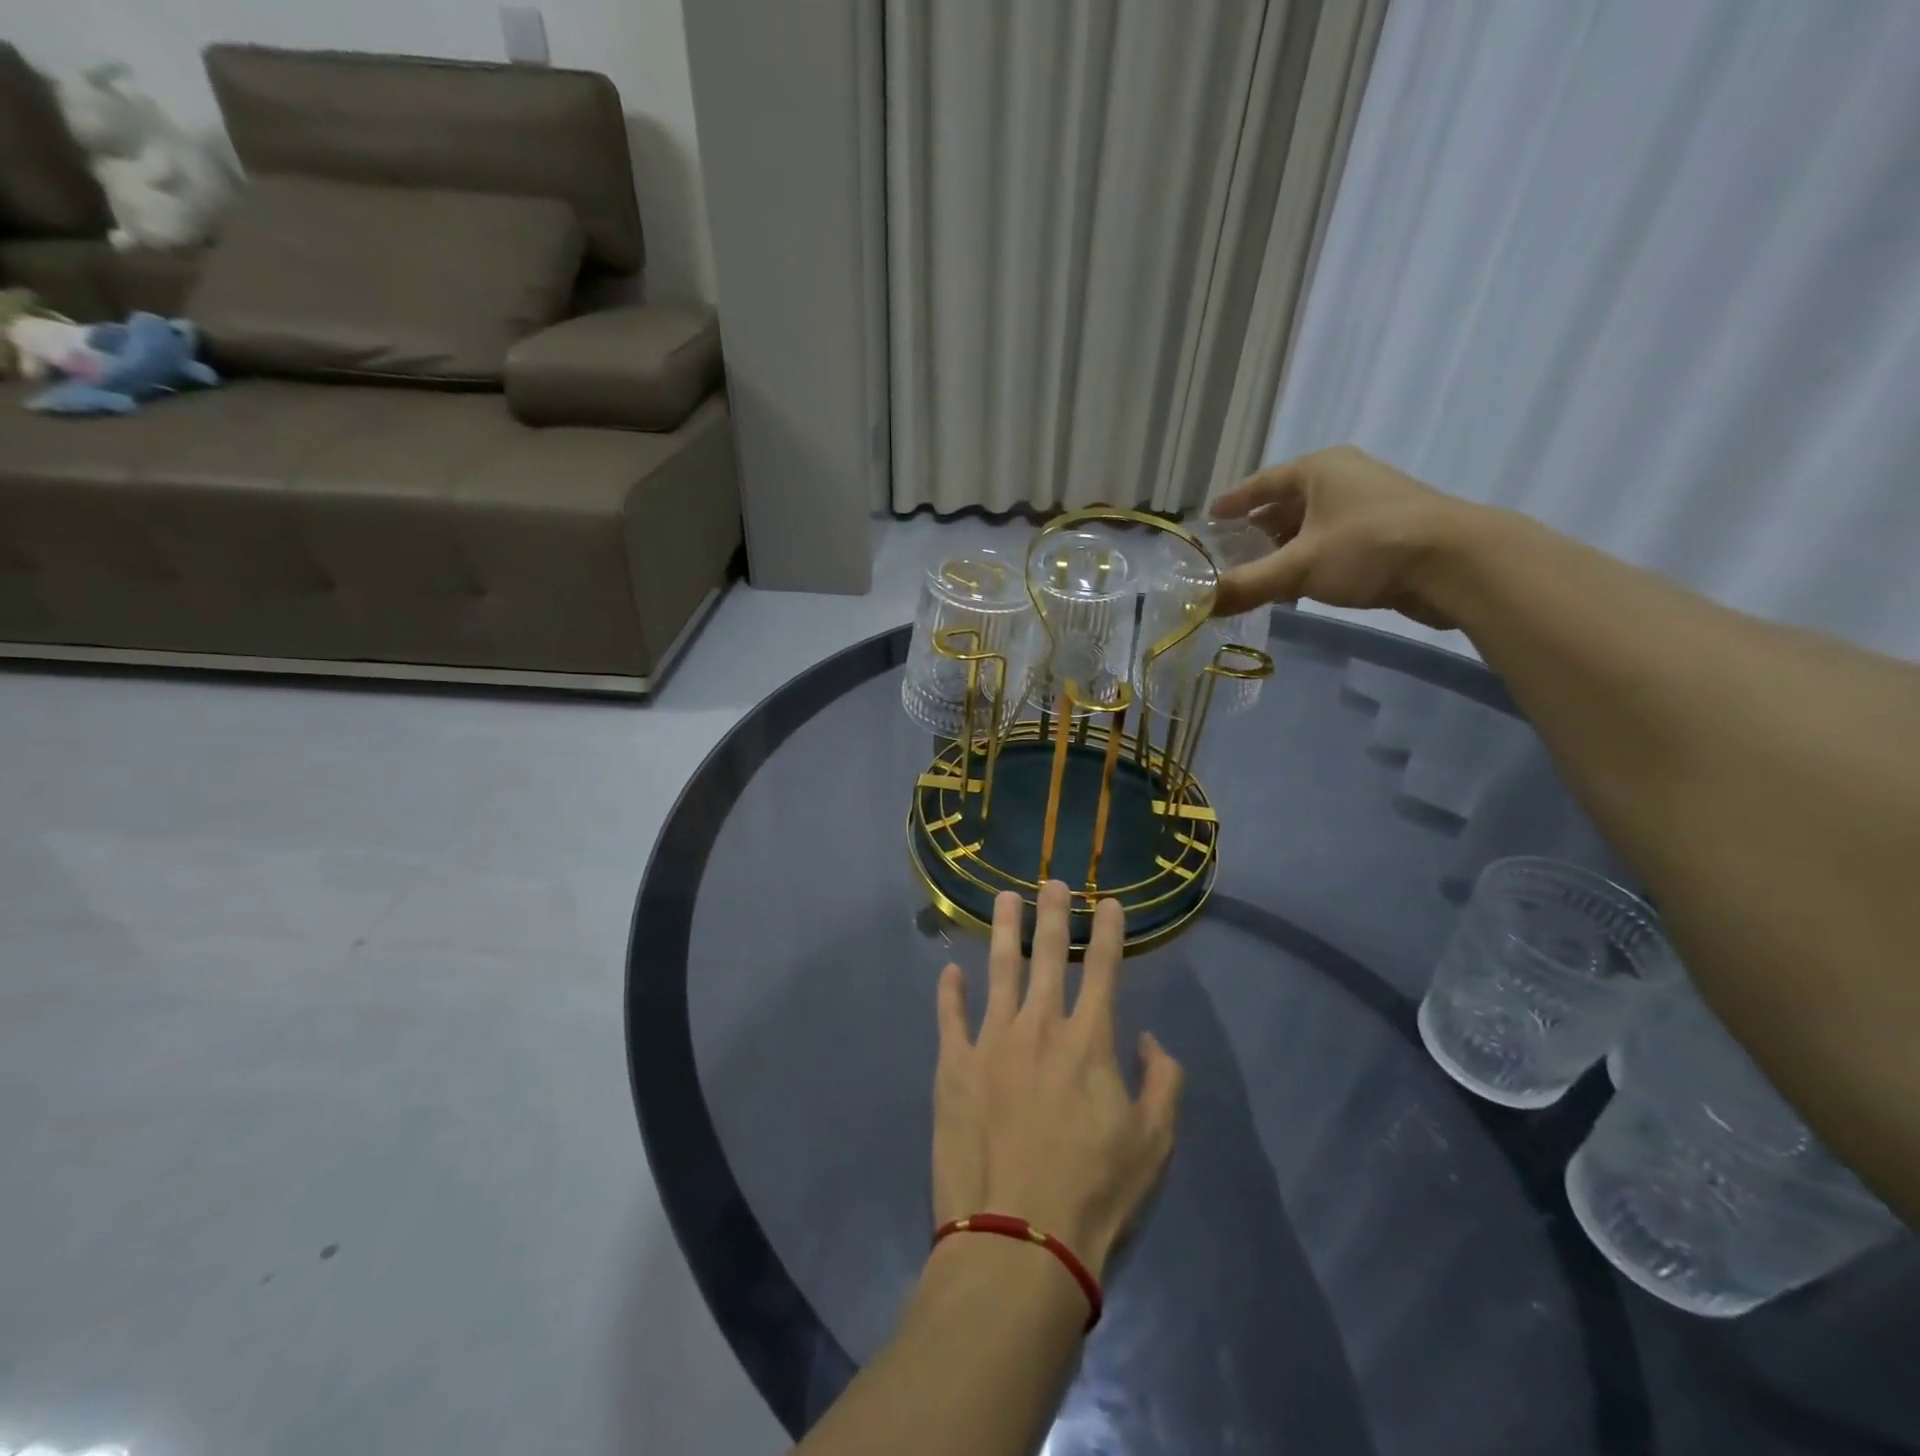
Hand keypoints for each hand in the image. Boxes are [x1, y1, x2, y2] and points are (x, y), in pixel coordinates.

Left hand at [933, 883, 1182, 1279]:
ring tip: (1004, 899)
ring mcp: (990, 1042)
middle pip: (1047, 955)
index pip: (1103, 969)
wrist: (1018, 1239)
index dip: (1108, 931)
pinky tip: (949, 972)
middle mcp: (1038, 1026)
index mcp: (1088, 1040)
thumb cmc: (1095, 1193)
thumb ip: (1162, 1081)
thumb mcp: (1154, 1143)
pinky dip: (949, 993)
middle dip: (1053, 914)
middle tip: (1051, 881)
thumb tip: (1147, 1039)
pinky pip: (950, 1018)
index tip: (1109, 902)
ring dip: (1003, 931)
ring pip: (998, 970)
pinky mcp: (953, 1067)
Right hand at [1209, 445, 1472, 628]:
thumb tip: (1200, 606)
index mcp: (1320, 469)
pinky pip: (1333, 544)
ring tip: (1257, 575)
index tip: (1211, 518)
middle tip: (1229, 554)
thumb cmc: (1369, 547)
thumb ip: (1247, 585)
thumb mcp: (1298, 567)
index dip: (1235, 501)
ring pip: (1312, 526)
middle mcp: (1344, 479)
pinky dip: (1310, 561)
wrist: (1458, 563)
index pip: (1264, 482)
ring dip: (1284, 550)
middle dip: (1257, 530)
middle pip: (1287, 504)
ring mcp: (1370, 505)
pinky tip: (1297, 588)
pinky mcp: (1388, 534)